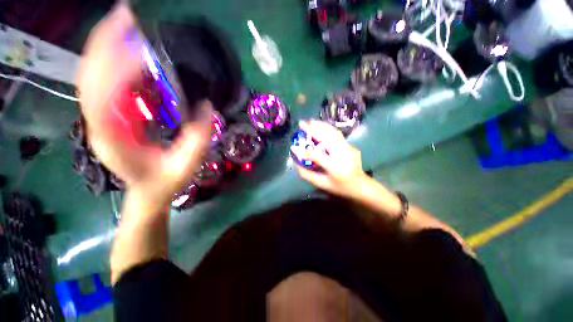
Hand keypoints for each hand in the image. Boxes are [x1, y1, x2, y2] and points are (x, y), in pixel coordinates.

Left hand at [77, 5, 211, 213]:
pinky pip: (104, 83)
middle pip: (90, 76)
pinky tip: (128, 50)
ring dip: (105, 46)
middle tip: (125, 15)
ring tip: (124, 23)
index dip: (120, 69)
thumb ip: (198, 139)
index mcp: (114, 138)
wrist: (147, 192)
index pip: (105, 96)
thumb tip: (206, 107)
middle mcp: (99, 123)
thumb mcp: (187, 165)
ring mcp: (101, 118)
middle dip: (105, 42)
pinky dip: (112, 61)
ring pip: (92, 75)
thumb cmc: (165, 182)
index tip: (142, 48)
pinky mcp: (109, 115)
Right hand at [296, 120, 368, 197]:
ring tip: (310, 121)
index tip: (293, 146)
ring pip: (334, 133)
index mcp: (336, 169)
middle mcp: (344, 157)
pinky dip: (328, 129)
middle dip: (313, 129)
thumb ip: (307, 174)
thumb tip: (296, 162)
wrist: (361, 185)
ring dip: (321, 125)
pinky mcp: (352, 146)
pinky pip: (338, 135)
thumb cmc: (339, 187)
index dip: (306, 151)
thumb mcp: (321, 184)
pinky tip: (321, 126)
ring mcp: (350, 149)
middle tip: (302, 124)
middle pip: (328, 139)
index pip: (319, 157)